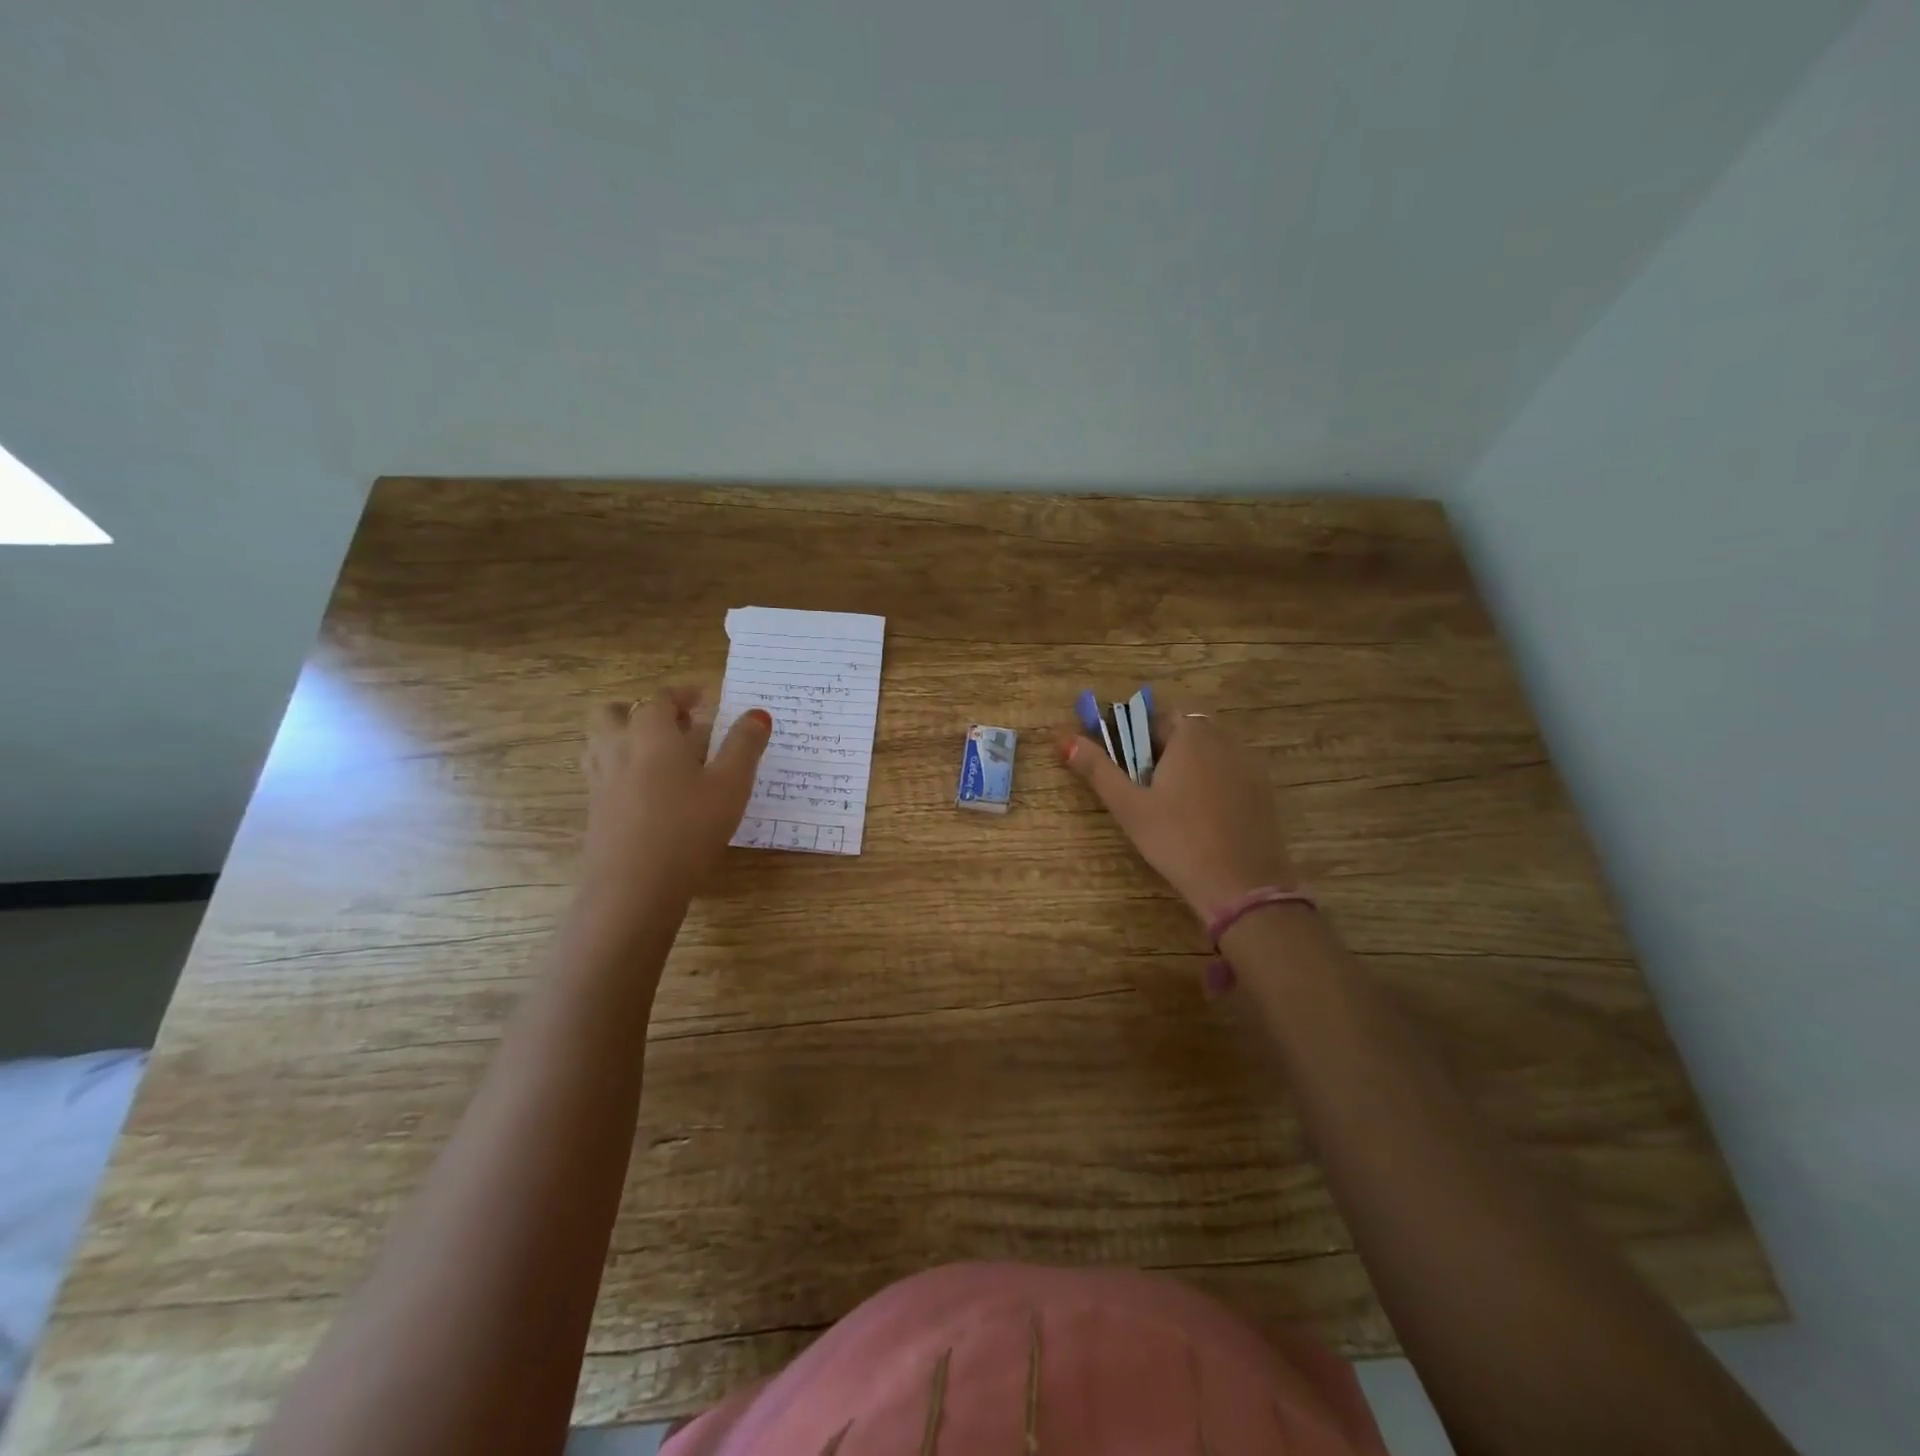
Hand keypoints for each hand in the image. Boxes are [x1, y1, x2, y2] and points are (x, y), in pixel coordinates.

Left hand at [581, 688, 771, 906]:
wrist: (633, 887)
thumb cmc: (689, 827)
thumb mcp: (731, 784)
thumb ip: (744, 745)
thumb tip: (758, 714)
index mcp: (651, 733)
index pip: (660, 698)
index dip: (682, 694)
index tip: (703, 697)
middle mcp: (618, 748)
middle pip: (615, 713)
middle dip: (642, 711)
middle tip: (675, 725)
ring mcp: (600, 781)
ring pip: (603, 743)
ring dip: (627, 736)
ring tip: (660, 754)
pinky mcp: (595, 811)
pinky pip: (603, 773)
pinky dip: (623, 768)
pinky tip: (650, 792)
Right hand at [1061, 709, 1297, 923]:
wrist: (1241, 884)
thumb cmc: (1177, 839)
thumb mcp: (1129, 806)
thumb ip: (1098, 769)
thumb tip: (1065, 740)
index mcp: (1191, 735)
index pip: (1160, 716)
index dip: (1139, 736)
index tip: (1127, 765)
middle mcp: (1225, 740)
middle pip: (1188, 731)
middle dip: (1164, 751)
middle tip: (1146, 788)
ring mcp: (1250, 765)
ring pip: (1211, 752)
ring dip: (1190, 766)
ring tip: (1173, 805)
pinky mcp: (1265, 791)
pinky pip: (1231, 773)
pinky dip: (1214, 784)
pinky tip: (1202, 818)